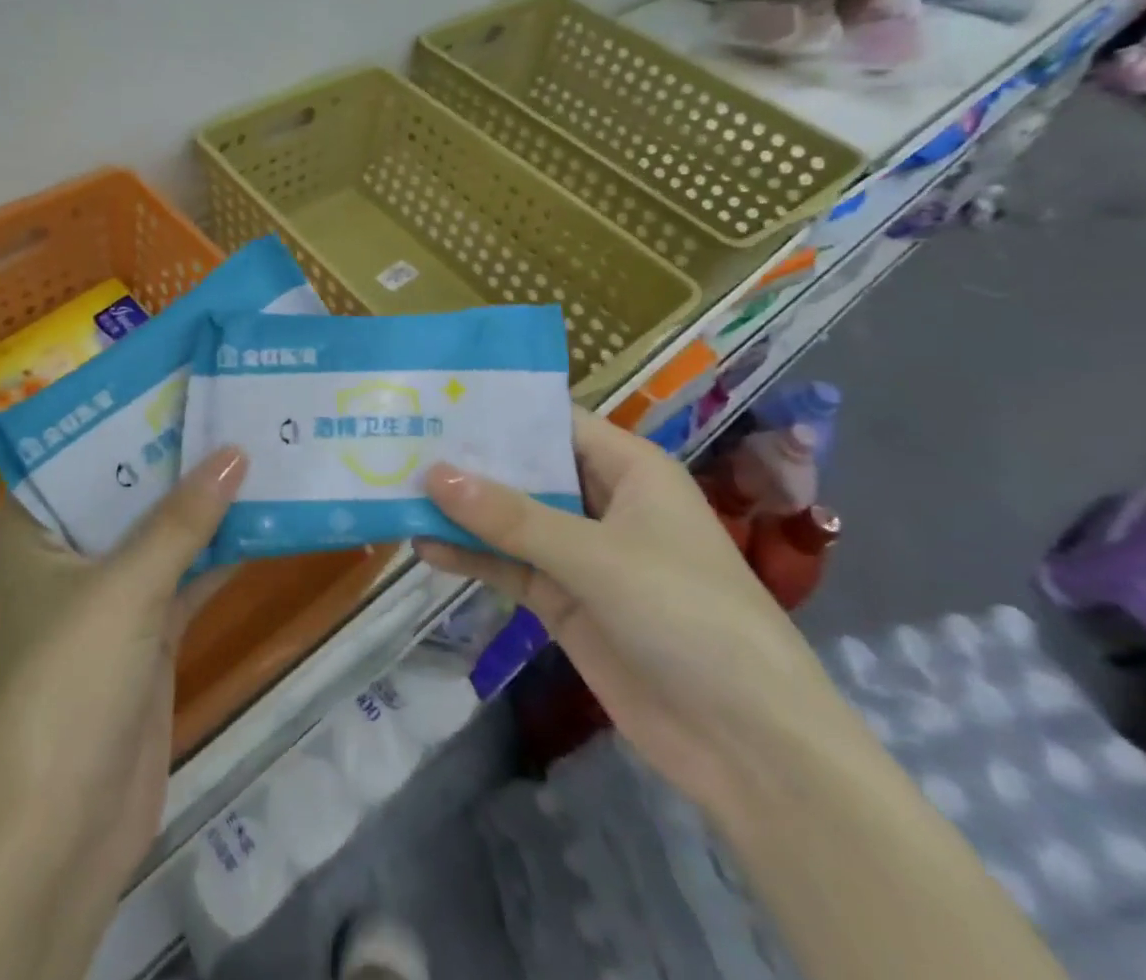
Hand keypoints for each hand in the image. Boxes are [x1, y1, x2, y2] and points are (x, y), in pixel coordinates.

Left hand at [0, 447, 247, 979]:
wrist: (66, 828)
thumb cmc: (70, 684)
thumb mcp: (125, 588)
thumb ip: (182, 520)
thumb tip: (237, 453)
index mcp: (30, 530)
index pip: (76, 451)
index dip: (123, 414)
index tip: (175, 376)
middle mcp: (64, 553)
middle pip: (125, 487)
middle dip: (175, 453)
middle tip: (228, 400)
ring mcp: (106, 594)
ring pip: (160, 530)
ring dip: (203, 500)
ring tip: (256, 443)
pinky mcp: (145, 631)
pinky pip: (185, 573)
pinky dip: (219, 549)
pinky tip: (265, 514)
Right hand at [415, 407, 861, 817]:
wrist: (750, 748)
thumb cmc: (688, 616)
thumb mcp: (596, 556)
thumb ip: (511, 517)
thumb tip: (433, 473)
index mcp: (629, 470)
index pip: (554, 422)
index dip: (499, 410)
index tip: (436, 397)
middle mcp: (602, 502)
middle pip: (525, 470)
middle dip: (468, 460)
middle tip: (400, 438)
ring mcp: (581, 555)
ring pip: (510, 519)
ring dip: (462, 510)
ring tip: (396, 488)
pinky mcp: (564, 601)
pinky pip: (508, 566)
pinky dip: (470, 556)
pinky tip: (423, 545)